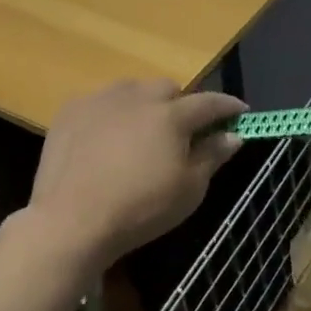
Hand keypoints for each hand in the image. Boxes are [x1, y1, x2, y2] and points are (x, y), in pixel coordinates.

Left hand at [19, 79, 243, 269]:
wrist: (71, 221)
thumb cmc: (141, 208)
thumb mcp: (189, 189)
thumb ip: (213, 155)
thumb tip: (234, 135)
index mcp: (172, 115)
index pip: (209, 102)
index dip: (228, 106)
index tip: (240, 111)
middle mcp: (138, 97)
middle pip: (168, 88)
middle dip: (181, 103)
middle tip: (182, 131)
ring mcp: (100, 100)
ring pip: (132, 89)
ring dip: (145, 104)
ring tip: (142, 131)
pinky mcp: (70, 111)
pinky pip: (101, 102)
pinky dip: (112, 113)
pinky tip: (107, 138)